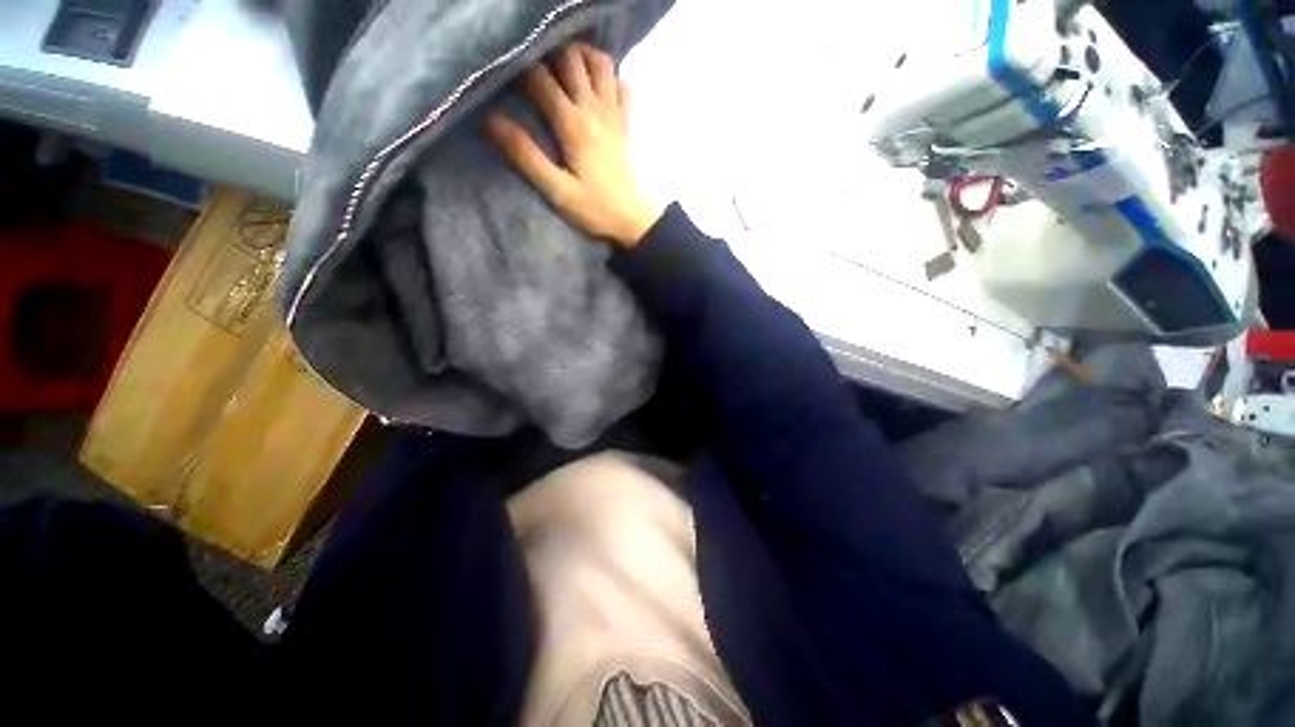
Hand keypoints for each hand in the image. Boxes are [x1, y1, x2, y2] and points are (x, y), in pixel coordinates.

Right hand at [486, 43, 661, 248]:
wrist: (632, 220)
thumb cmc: (594, 209)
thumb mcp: (557, 190)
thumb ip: (526, 156)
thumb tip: (490, 120)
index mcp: (573, 124)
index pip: (540, 78)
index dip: (520, 71)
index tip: (507, 79)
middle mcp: (594, 109)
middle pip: (571, 58)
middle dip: (549, 54)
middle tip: (535, 71)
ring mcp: (613, 114)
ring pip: (601, 63)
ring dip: (582, 56)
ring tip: (564, 68)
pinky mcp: (625, 123)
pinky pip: (621, 85)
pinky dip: (608, 77)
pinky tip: (595, 87)